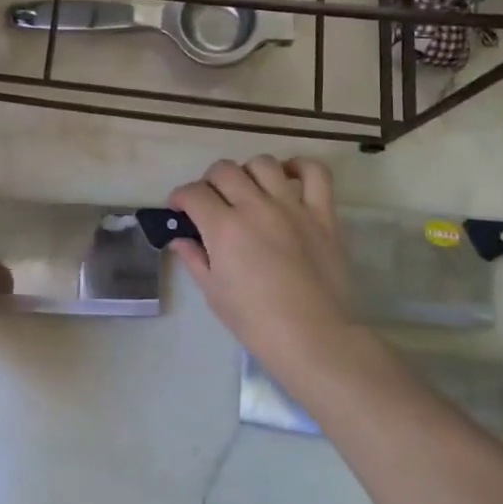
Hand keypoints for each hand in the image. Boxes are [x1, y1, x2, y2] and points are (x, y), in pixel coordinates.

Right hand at [169, 156, 355, 383]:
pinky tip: (288, 178)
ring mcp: (292, 207)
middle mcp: (255, 207)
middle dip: (209, 181)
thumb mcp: (214, 294)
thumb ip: (195, 259)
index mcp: (224, 228)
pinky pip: (315, 174)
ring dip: (248, 172)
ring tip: (248, 190)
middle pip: (224, 170)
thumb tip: (180, 239)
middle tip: (211, 201)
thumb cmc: (256, 322)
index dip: (180, 198)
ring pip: (263, 164)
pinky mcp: (323, 214)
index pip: (193, 193)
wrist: (314, 339)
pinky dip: (299, 167)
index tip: (179, 209)